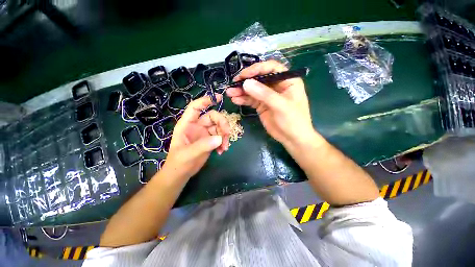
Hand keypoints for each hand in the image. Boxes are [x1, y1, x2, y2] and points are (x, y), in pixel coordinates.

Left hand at [160, 95, 230, 179]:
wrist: (182, 173)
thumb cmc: (179, 162)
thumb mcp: (188, 154)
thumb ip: (203, 145)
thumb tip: (220, 138)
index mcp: (187, 124)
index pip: (195, 107)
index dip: (205, 100)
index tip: (219, 98)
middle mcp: (197, 126)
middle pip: (213, 117)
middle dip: (222, 123)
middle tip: (227, 134)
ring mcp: (205, 133)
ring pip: (219, 127)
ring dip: (225, 135)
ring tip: (225, 147)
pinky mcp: (210, 140)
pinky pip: (221, 136)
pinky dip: (223, 142)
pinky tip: (222, 151)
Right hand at [226, 60, 314, 146]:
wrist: (292, 139)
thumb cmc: (294, 121)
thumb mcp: (281, 106)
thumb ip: (264, 94)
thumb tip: (246, 83)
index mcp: (287, 81)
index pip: (272, 68)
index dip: (257, 69)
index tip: (244, 75)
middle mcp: (277, 86)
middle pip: (260, 78)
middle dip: (246, 80)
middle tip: (234, 83)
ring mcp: (268, 96)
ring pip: (253, 89)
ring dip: (241, 91)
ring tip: (230, 92)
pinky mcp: (262, 105)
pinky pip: (251, 100)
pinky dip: (243, 99)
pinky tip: (235, 100)